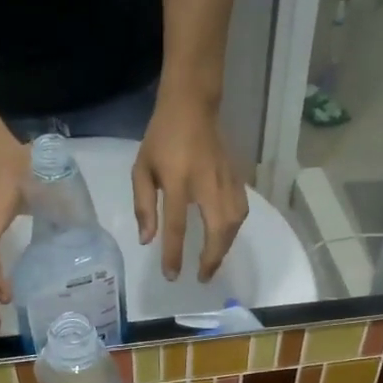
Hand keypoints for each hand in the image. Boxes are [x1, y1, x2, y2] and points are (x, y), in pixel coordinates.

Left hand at [133, 97, 247, 281]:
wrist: (192, 106)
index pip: (176, 226)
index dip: (174, 254)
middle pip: (217, 229)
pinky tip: (225, 238)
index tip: (172, 276)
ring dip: (225, 246)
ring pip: (234, 221)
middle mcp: (206, 183)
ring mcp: (225, 179)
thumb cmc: (161, 139)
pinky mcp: (236, 176)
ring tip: (213, 262)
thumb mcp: (141, 169)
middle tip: (203, 277)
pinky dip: (234, 230)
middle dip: (211, 258)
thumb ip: (143, 206)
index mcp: (177, 180)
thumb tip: (148, 240)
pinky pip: (241, 210)